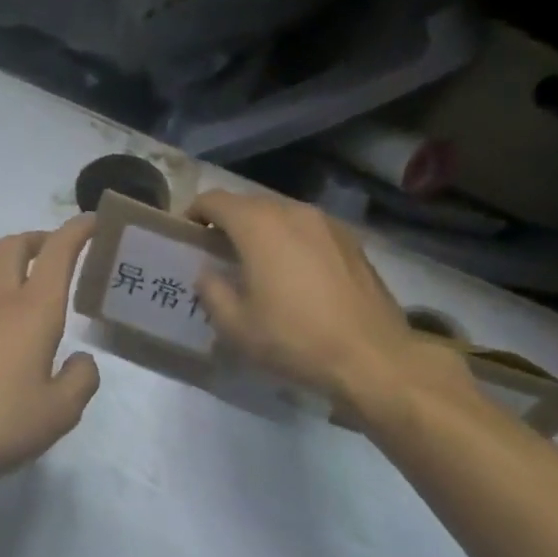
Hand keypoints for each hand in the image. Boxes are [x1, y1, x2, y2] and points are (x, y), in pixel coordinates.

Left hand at [0, 217, 100, 489]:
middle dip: (40, 238)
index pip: (57, 252)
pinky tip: (1, 327)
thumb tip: (82, 360)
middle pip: (14, 246)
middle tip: (60, 252)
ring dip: (12, 264)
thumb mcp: (59, 412)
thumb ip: (81, 380)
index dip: (78, 230)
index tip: (95, 221)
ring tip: (31, 286)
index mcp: (33, 310)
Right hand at [188, 190, 473, 434]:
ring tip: (253, 262)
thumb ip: (212, 291)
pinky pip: (307, 229)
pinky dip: (290, 240)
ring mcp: (327, 224)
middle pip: (249, 203)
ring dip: (260, 230)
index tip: (186, 233)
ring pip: (281, 215)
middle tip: (215, 251)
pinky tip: (291, 273)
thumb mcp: (236, 326)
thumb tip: (208, 273)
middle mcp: (293, 213)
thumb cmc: (294, 339)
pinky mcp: (350, 242)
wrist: (371, 356)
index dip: (195, 212)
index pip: (215, 200)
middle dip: (227, 221)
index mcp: (259, 226)